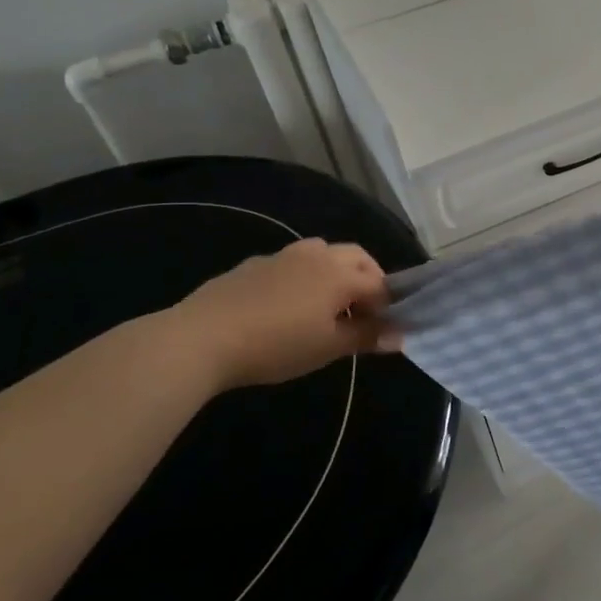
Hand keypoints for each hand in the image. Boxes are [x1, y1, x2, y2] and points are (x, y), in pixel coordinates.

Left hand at [168, 239, 400, 392]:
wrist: (201, 338)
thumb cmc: (276, 345)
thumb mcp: (327, 348)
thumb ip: (366, 337)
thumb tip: (399, 336)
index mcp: (341, 274)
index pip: (380, 284)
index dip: (388, 306)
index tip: (384, 331)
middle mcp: (317, 255)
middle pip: (357, 257)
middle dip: (368, 279)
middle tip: (362, 311)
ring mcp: (283, 256)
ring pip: (323, 253)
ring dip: (335, 272)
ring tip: (326, 305)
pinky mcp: (253, 264)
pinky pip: (291, 263)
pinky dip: (303, 277)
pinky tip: (286, 306)